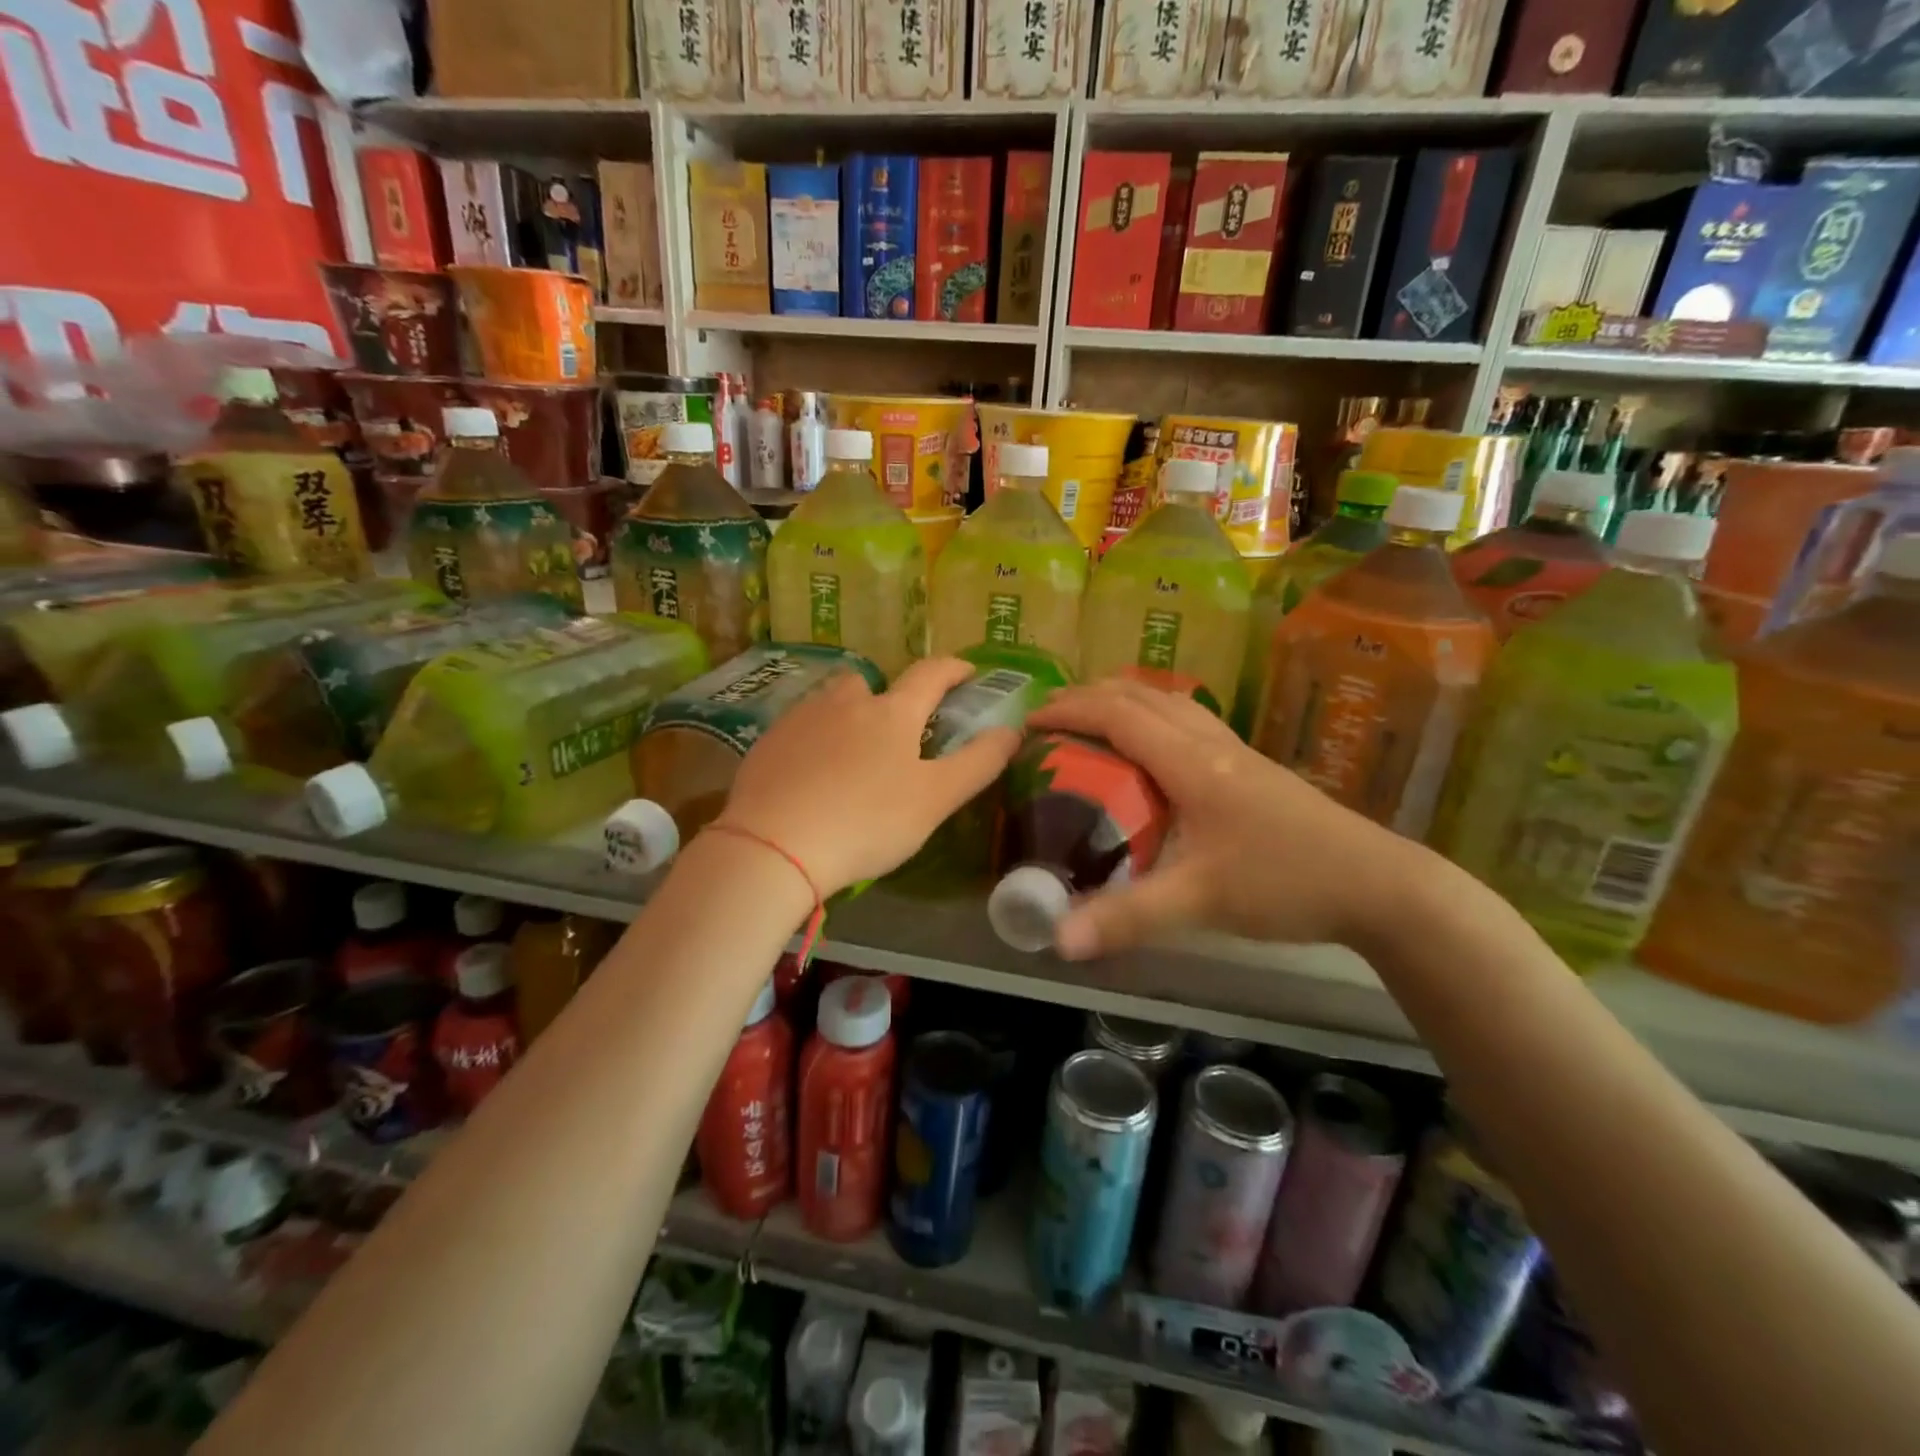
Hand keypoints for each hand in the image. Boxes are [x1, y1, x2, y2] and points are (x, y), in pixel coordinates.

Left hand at [712, 657, 1020, 897]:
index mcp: (892, 713)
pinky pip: (801, 727)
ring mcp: (801, 718)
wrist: (774, 846)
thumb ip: (978, 763)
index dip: (954, 669)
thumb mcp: (935, 799)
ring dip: (849, 712)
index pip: (931, 675)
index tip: (967, 673)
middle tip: (899, 731)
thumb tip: (1013, 730)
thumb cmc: (867, 822)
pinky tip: (812, 772)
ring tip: (852, 750)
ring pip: (832, 700)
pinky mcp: (768, 742)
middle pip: (873, 682)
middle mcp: (846, 702)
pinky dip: (815, 738)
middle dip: (891, 696)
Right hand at [1026, 678, 1426, 958]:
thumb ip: (1126, 917)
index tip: (1029, 722)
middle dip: (1089, 696)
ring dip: (1123, 700)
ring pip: (1169, 702)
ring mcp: (1236, 751)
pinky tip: (1149, 751)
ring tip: (1089, 723)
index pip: (1118, 715)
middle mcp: (1210, 743)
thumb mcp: (1199, 902)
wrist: (1379, 884)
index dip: (1069, 709)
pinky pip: (1188, 721)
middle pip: (1141, 695)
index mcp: (1191, 763)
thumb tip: (1057, 939)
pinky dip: (1152, 717)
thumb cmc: (1285, 881)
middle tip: (1050, 719)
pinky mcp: (1251, 767)